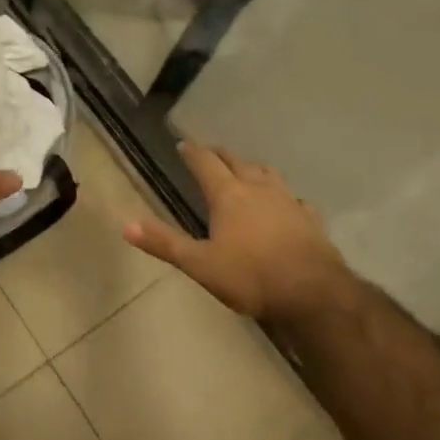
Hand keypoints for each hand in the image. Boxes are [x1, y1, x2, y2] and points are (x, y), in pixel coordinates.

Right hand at [122, 141, 350, 323]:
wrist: (313, 295)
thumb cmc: (251, 277)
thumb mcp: (199, 264)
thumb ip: (164, 243)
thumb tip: (126, 225)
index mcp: (228, 196)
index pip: (205, 164)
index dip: (193, 153)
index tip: (183, 144)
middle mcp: (257, 189)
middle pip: (236, 162)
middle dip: (221, 155)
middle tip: (210, 153)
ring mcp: (288, 202)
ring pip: (267, 174)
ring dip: (252, 169)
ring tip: (246, 171)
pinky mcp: (310, 220)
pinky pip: (295, 199)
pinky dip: (285, 197)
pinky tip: (287, 204)